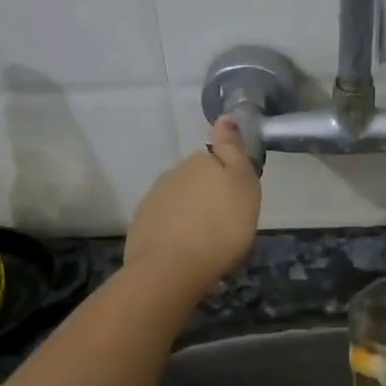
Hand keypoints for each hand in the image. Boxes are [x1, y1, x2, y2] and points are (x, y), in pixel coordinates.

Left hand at [124, 116, 261, 295]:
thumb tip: (226, 117)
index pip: (217, 158)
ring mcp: (154, 200)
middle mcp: (173, 174)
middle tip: (227, 226)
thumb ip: (233, 149)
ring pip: (181, 203)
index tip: (238, 200)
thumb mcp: (243, 185)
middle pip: (198, 182)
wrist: (172, 268)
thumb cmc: (221, 227)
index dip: (229, 177)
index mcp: (200, 162)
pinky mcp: (142, 227)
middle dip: (210, 199)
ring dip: (194, 218)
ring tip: (209, 246)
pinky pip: (166, 225)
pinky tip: (187, 254)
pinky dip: (177, 234)